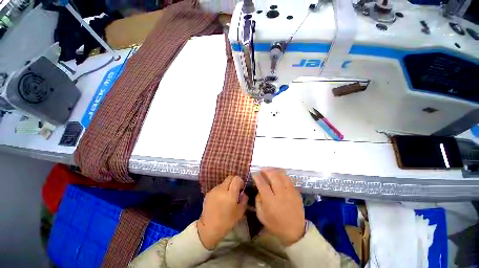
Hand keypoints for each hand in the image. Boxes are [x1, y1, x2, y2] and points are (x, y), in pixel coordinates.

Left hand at [197, 176, 247, 249]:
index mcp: (230, 194)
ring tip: (226, 197)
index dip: (240, 181)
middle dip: (234, 182)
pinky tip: (219, 201)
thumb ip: (244, 199)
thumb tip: (243, 192)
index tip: (240, 189)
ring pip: (223, 183)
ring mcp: (214, 190)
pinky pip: (217, 188)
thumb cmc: (227, 222)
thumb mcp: (240, 212)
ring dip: (227, 187)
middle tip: (234, 191)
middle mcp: (221, 189)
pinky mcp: (208, 193)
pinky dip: (220, 191)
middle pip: (230, 177)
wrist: (208, 228)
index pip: (236, 178)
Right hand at [253, 168, 305, 245]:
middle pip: (273, 176)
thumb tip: (259, 190)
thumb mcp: (261, 216)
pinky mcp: (297, 193)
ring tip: (270, 170)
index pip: (262, 184)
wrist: (295, 231)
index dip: (257, 177)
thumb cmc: (276, 225)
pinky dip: (282, 175)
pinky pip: (289, 180)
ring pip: (282, 175)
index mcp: (270, 201)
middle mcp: (281, 194)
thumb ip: (258, 201)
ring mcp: (290, 192)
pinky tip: (279, 176)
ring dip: (275, 170)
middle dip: (266, 170)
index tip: (254, 174)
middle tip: (262, 170)